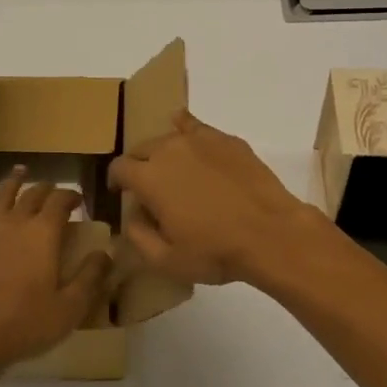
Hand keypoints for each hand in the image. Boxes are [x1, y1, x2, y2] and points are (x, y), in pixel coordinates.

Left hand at [0, 169, 111, 370]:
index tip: (79, 200)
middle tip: (55, 192)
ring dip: (14, 183)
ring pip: (3, 196)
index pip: (60, 200)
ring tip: (20, 173)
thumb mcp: (70, 308)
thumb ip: (90, 278)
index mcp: (43, 232)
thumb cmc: (26, 323)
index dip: (71, 196)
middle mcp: (16, 223)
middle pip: (32, 194)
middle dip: (47, 189)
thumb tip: (105, 253)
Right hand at [107, 111, 330, 286]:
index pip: (119, 168)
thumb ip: (138, 237)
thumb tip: (132, 217)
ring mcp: (198, 140)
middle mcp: (168, 149)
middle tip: (148, 188)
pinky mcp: (225, 139)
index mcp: (148, 178)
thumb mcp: (167, 260)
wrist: (271, 232)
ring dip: (162, 152)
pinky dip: (185, 128)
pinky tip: (186, 131)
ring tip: (172, 170)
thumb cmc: (215, 251)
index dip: (115, 180)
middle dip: (138, 166)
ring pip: (168, 138)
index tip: (120, 193)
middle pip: (141, 149)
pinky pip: (195, 126)